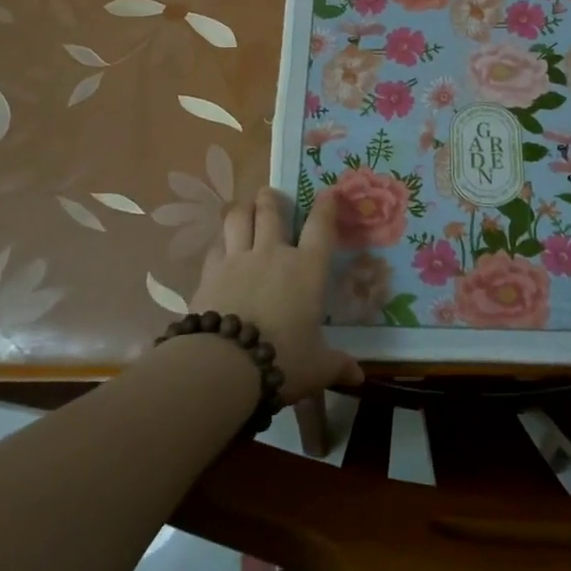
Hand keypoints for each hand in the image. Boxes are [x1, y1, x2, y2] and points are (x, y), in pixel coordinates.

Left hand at [190, 187, 362, 404]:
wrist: (224, 364)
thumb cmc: (283, 359)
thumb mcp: (317, 367)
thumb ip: (337, 365)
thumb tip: (359, 378)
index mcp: (307, 269)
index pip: (321, 227)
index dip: (326, 206)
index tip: (329, 192)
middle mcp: (273, 254)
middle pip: (271, 211)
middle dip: (271, 198)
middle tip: (271, 194)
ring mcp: (238, 259)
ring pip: (238, 218)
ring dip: (242, 209)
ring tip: (244, 208)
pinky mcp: (210, 273)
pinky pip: (215, 246)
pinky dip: (220, 242)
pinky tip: (220, 247)